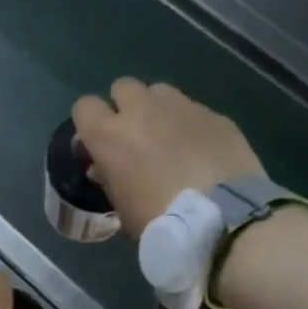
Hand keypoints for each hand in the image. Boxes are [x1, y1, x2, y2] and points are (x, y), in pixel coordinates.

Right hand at [71, 79, 262, 238]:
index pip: (84, 107)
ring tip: (170, 137)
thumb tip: (103, 167)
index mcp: (110, 136)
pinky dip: (190, 124)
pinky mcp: (214, 114)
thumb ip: (109, 179)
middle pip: (123, 87)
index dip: (90, 123)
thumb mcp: (123, 208)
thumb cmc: (160, 221)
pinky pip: (193, 109)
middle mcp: (142, 111)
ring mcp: (181, 107)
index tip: (99, 142)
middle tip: (136, 137)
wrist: (223, 220)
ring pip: (160, 92)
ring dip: (158, 109)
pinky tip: (201, 149)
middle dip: (125, 107)